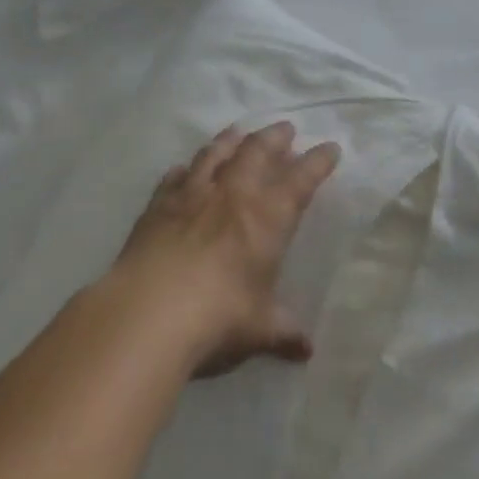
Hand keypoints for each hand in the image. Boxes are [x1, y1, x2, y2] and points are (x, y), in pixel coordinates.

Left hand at [108, 122, 340, 377]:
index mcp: (266, 218)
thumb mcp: (258, 330)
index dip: (317, 162)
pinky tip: (184, 169)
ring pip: (215, 153)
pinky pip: (175, 177)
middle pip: (256, 151)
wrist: (149, 312)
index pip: (300, 180)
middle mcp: (231, 194)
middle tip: (285, 128)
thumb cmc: (217, 318)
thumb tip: (306, 350)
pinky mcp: (158, 203)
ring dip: (230, 139)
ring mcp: (192, 194)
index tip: (330, 147)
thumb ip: (283, 333)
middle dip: (275, 137)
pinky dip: (185, 169)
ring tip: (238, 131)